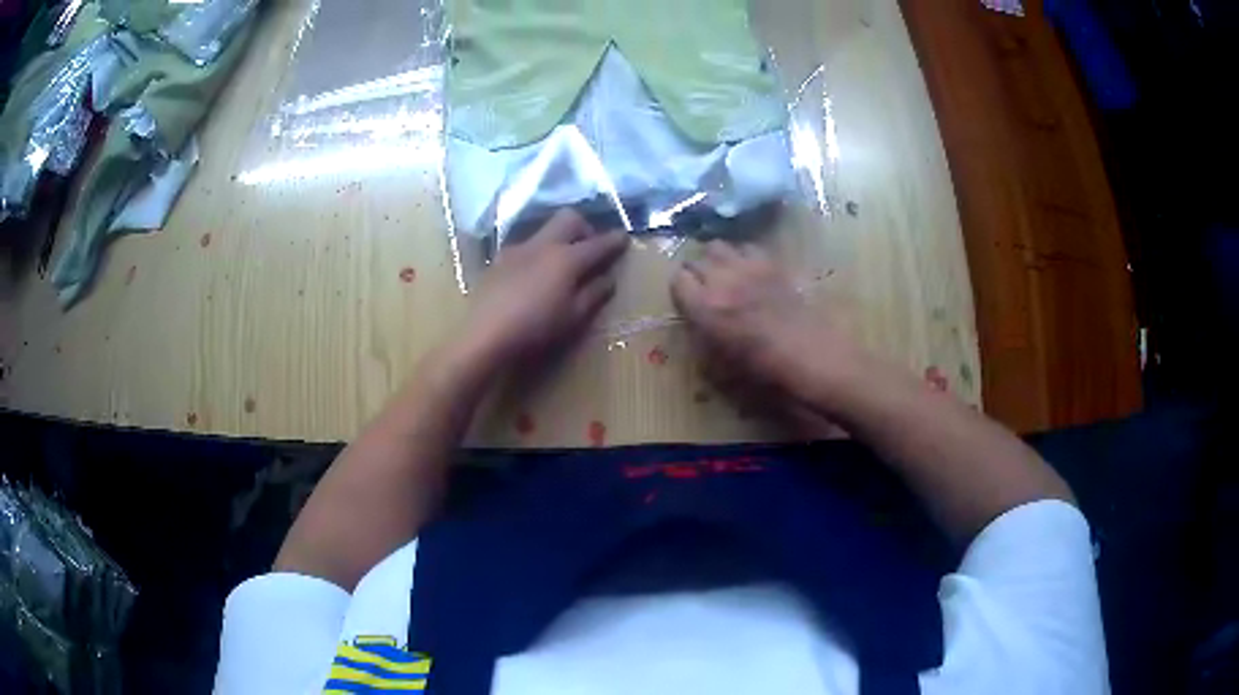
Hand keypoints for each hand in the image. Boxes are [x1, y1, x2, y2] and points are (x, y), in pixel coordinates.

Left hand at [462, 209, 628, 364]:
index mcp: (567, 258)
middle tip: (589, 247)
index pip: (598, 243)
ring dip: (559, 239)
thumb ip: (594, 294)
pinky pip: (525, 246)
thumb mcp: (573, 318)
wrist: (484, 334)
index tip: (624, 238)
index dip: (614, 240)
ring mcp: (517, 249)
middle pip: (569, 218)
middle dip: (585, 227)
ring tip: (560, 264)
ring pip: (544, 230)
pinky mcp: (499, 260)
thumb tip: (608, 279)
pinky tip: (533, 276)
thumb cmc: (535, 329)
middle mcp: (543, 245)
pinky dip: (538, 253)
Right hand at [671, 241, 859, 400]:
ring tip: (724, 274)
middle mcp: (721, 280)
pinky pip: (747, 247)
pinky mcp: (773, 263)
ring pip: (718, 246)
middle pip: (695, 259)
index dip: (680, 290)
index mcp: (704, 307)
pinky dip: (742, 255)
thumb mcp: (722, 366)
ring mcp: (748, 267)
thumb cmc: (766, 372)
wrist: (814, 357)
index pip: (677, 280)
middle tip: (703, 288)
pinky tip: (750, 271)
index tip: (686, 301)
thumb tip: (697, 321)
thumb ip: (702, 337)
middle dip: (695, 272)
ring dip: (716, 258)